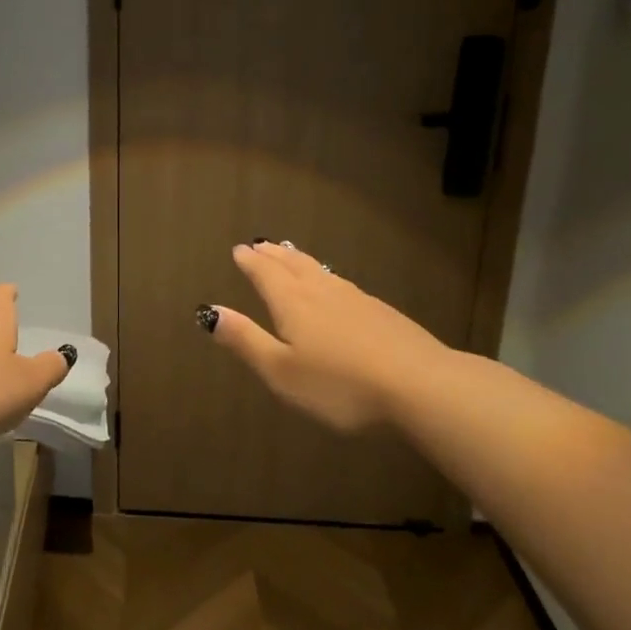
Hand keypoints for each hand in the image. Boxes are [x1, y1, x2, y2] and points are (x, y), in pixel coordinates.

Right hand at [203, 242, 448, 431]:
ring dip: (299, 260)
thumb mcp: (282, 371)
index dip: (250, 263)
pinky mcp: (382, 313)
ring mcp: (356, 299)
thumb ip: (246, 341)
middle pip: (293, 265)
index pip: (266, 274)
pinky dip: (326, 276)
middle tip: (259, 244)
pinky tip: (335, 287)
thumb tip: (209, 311)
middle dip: (273, 255)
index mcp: (293, 304)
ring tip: (290, 255)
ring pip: (320, 271)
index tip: (239, 250)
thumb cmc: (340, 384)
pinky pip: (342, 284)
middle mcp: (322, 292)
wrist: (421, 385)